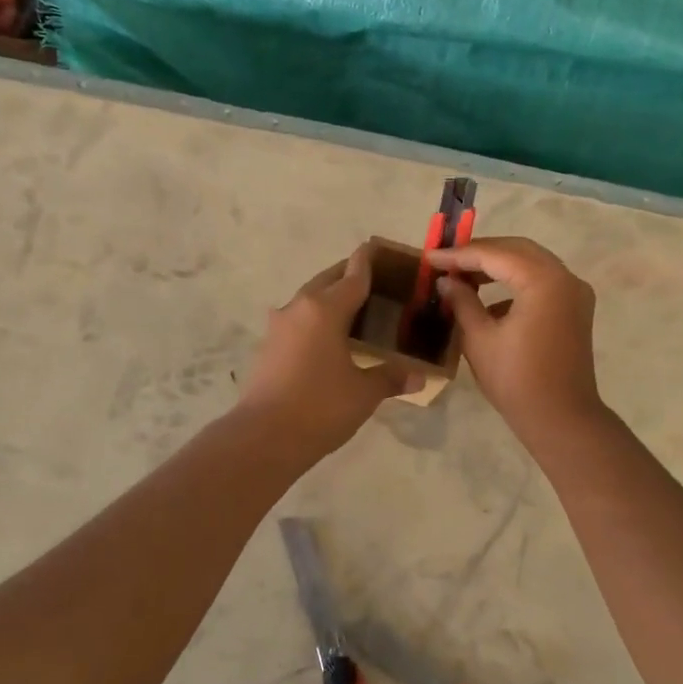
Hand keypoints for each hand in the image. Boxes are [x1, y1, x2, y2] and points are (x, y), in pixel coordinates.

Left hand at [235, 246, 421, 457]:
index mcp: (325, 309)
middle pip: (327, 281)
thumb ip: (390, 378)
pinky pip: (297, 320)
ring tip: (352, 308)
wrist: (263, 437)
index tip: (377, 246)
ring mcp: (278, 326)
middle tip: (372, 279)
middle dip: (348, 275)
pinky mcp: (267, 346)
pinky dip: (315, 319)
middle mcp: (299, 308)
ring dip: (328, 298)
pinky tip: (327, 337)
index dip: (368, 260)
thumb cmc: (320, 407)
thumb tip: (419, 377)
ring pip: (308, 300)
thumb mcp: (363, 393)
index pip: (353, 276)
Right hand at [427, 236, 603, 438]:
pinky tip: (487, 300)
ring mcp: (575, 293)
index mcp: (543, 281)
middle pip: (517, 250)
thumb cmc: (516, 380)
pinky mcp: (575, 309)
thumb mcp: (479, 339)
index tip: (430, 257)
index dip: (459, 255)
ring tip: (462, 275)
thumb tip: (446, 281)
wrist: (561, 419)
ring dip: (497, 266)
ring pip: (531, 263)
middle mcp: (565, 278)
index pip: (495, 255)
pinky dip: (514, 282)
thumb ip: (462, 302)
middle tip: (446, 260)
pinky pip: (541, 282)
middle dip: (480, 253)